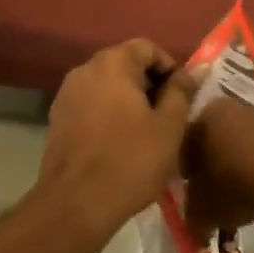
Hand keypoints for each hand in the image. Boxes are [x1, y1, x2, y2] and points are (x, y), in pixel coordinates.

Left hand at [40, 40, 199, 230]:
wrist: (75, 204)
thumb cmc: (130, 161)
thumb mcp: (168, 126)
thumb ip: (182, 91)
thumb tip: (196, 68)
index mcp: (112, 63)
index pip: (147, 47)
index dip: (170, 68)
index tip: (181, 98)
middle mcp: (85, 69)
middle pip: (126, 64)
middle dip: (150, 85)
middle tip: (167, 118)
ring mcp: (67, 93)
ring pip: (108, 85)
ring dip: (129, 100)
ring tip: (145, 133)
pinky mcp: (57, 117)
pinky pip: (91, 104)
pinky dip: (108, 114)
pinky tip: (119, 144)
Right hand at [182, 95, 253, 242]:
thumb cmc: (233, 185)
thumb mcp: (203, 211)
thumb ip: (192, 216)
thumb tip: (195, 224)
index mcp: (196, 119)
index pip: (181, 146)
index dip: (184, 171)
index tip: (190, 192)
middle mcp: (221, 107)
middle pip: (210, 139)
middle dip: (211, 163)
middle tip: (215, 191)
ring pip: (236, 139)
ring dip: (236, 160)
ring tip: (243, 190)